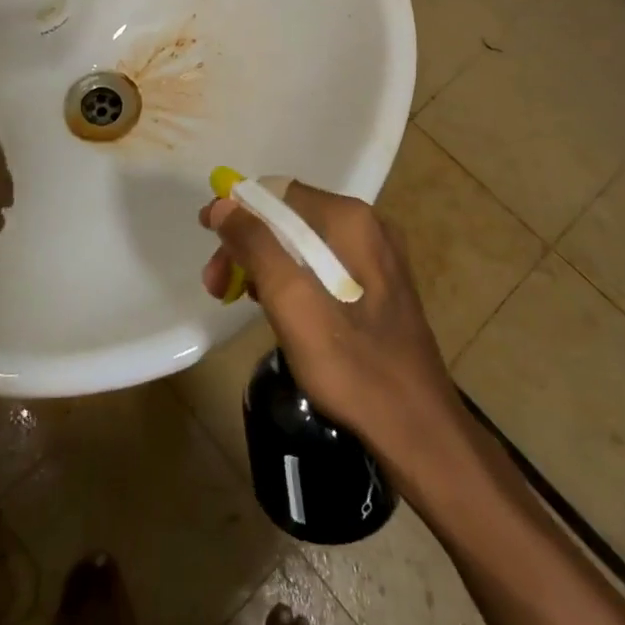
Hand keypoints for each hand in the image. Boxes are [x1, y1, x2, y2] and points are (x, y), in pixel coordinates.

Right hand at [199, 183, 461, 478]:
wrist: (418, 432)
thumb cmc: (350, 363)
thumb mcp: (291, 300)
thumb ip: (255, 245)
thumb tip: (223, 203)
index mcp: (350, 220)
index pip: (277, 192)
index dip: (236, 210)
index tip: (206, 235)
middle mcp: (368, 226)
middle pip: (289, 217)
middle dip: (248, 244)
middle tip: (216, 283)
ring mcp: (377, 257)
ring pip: (303, 243)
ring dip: (264, 263)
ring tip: (238, 297)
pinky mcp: (380, 287)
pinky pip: (322, 265)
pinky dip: (291, 278)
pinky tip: (275, 307)